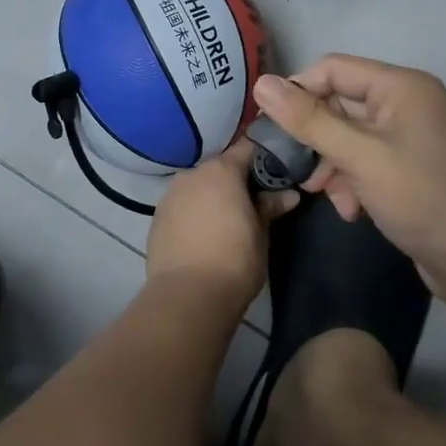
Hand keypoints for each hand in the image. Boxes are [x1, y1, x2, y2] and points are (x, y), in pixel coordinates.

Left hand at [146, 142, 298, 315]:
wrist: (188, 295)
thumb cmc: (235, 261)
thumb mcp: (261, 234)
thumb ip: (270, 207)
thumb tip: (289, 194)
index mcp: (222, 170)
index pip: (247, 149)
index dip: (262, 158)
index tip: (275, 173)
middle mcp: (192, 173)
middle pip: (219, 168)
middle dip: (235, 182)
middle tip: (251, 203)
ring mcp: (170, 194)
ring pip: (197, 186)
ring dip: (211, 197)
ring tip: (224, 222)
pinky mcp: (156, 216)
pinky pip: (181, 205)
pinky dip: (192, 213)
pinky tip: (201, 235)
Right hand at [252, 56, 445, 305]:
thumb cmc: (424, 199)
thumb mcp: (360, 157)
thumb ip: (309, 120)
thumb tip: (262, 83)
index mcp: (402, 87)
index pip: (333, 69)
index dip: (299, 91)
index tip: (271, 126)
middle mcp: (410, 104)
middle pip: (342, 103)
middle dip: (317, 137)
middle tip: (296, 169)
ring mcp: (415, 137)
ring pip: (353, 135)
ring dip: (333, 163)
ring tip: (323, 195)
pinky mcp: (417, 168)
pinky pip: (372, 160)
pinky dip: (355, 180)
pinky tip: (352, 210)